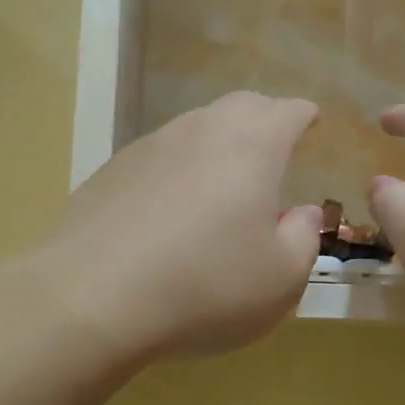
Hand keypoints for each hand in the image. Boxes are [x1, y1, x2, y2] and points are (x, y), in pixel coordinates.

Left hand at [33, 92, 323, 360]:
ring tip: (223, 181)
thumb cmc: (206, 286)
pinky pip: (158, 157)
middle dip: (263, 119)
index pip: (288, 112)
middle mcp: (201, 131)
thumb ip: (302, 238)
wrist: (92, 298)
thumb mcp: (281, 278)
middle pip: (240, 107)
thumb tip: (299, 213)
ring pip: (195, 128)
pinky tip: (170, 208)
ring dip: (217, 143)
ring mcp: (150, 147)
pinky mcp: (110, 171)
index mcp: (252, 146)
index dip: (304, 116)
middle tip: (273, 146)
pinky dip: (177, 170)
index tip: (311, 122)